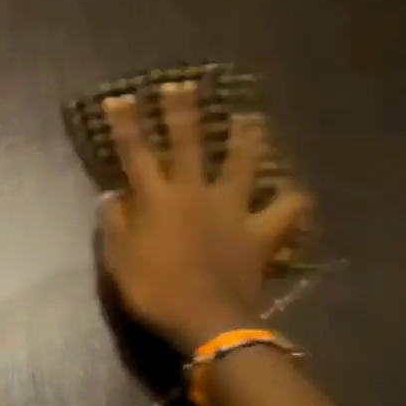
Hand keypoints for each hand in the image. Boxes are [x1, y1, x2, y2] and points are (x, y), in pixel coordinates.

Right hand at [98, 82, 313, 353]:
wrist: (207, 320)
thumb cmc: (155, 291)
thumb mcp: (118, 262)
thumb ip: (115, 225)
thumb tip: (111, 195)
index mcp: (157, 199)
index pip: (136, 153)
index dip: (126, 124)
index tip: (120, 98)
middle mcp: (194, 193)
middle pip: (189, 143)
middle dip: (183, 111)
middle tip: (183, 84)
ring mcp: (231, 209)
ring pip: (242, 164)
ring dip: (246, 138)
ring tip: (251, 118)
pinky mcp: (259, 232)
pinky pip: (284, 211)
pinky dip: (291, 200)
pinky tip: (294, 191)